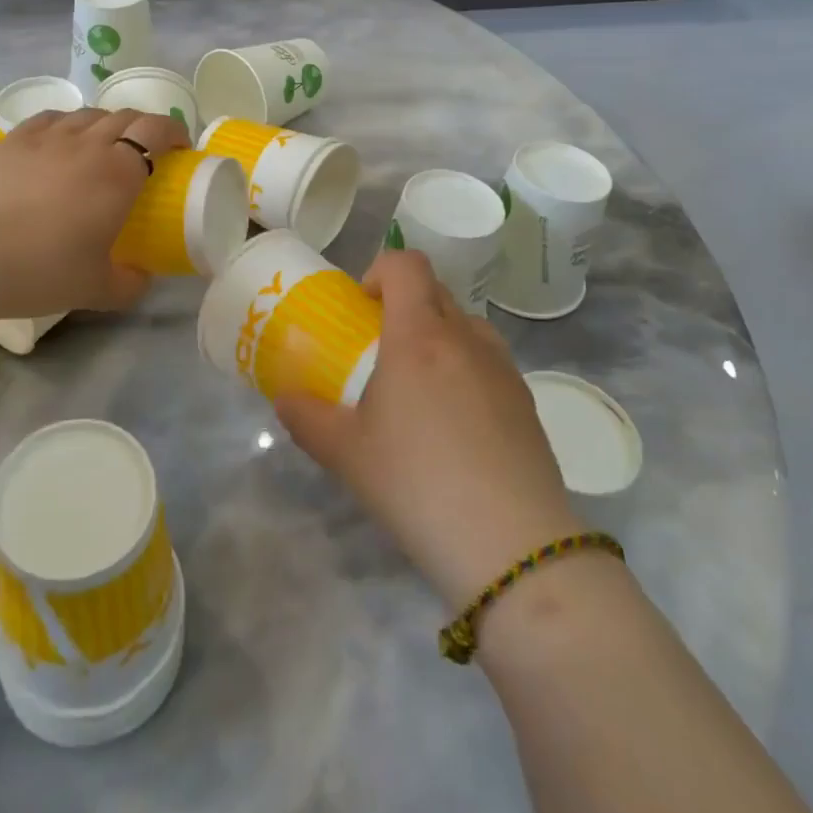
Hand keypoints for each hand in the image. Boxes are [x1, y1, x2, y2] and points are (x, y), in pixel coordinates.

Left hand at [0, 107, 189, 317]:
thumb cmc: (43, 269)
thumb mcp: (97, 289)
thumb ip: (129, 283)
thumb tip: (141, 279)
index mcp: (118, 172)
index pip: (155, 130)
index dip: (173, 131)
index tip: (179, 146)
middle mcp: (87, 143)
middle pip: (124, 116)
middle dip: (142, 127)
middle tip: (145, 151)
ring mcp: (46, 137)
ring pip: (86, 114)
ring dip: (104, 123)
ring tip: (101, 145)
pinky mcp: (12, 141)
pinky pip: (49, 119)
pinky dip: (66, 124)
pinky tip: (58, 141)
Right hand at [275, 250, 580, 608]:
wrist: (512, 547)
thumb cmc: (417, 483)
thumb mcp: (346, 454)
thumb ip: (306, 418)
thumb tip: (284, 399)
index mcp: (419, 335)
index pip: (406, 264)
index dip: (379, 271)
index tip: (362, 310)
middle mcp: (465, 338)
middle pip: (435, 290)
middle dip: (404, 306)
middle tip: (380, 352)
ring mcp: (503, 369)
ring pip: (466, 326)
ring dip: (439, 336)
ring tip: (419, 390)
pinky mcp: (528, 402)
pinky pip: (489, 362)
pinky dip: (466, 371)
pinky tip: (456, 428)